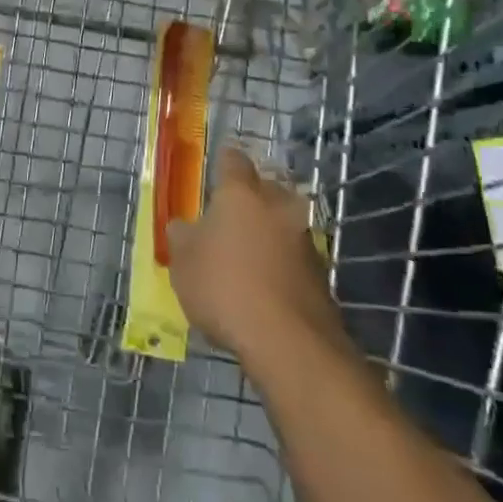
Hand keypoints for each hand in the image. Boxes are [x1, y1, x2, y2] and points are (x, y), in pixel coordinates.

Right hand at [168, 148, 347, 368]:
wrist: (289, 341)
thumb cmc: (225, 287)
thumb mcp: (183, 263)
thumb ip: (181, 237)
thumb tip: (183, 226)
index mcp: (242, 193)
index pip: (233, 160)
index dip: (222, 164)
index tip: (213, 172)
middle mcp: (278, 206)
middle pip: (264, 189)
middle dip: (249, 198)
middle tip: (227, 216)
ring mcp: (305, 238)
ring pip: (281, 223)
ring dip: (266, 233)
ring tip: (244, 256)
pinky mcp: (321, 273)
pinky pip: (293, 256)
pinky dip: (279, 263)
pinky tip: (264, 286)